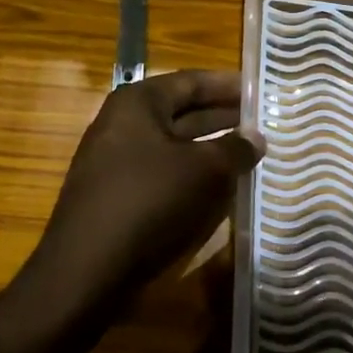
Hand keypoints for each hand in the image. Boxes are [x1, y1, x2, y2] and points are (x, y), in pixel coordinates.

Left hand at [27, 71, 261, 309]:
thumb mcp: (205, 170)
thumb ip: (235, 148)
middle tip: (265, 123)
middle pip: (183, 112)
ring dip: (212, 150)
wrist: (87, 271)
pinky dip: (194, 177)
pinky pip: (165, 175)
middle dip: (224, 117)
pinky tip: (223, 188)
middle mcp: (122, 125)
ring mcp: (117, 162)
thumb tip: (256, 138)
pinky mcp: (119, 197)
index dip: (228, 85)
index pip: (191, 81)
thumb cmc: (149, 201)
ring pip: (176, 147)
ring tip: (253, 154)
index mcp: (138, 103)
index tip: (261, 89)